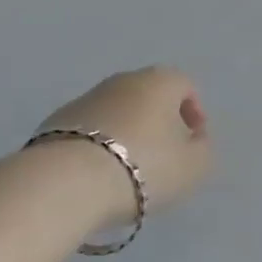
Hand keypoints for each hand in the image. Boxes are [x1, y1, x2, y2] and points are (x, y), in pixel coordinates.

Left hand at [36, 67, 212, 226]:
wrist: (67, 181)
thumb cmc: (143, 167)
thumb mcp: (193, 167)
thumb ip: (203, 150)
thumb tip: (195, 139)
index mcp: (160, 81)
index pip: (185, 87)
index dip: (194, 114)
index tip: (192, 145)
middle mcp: (124, 79)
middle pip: (149, 96)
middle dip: (158, 123)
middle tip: (161, 159)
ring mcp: (88, 97)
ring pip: (118, 112)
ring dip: (126, 134)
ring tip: (126, 172)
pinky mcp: (58, 121)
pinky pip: (89, 130)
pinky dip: (97, 146)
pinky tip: (96, 176)